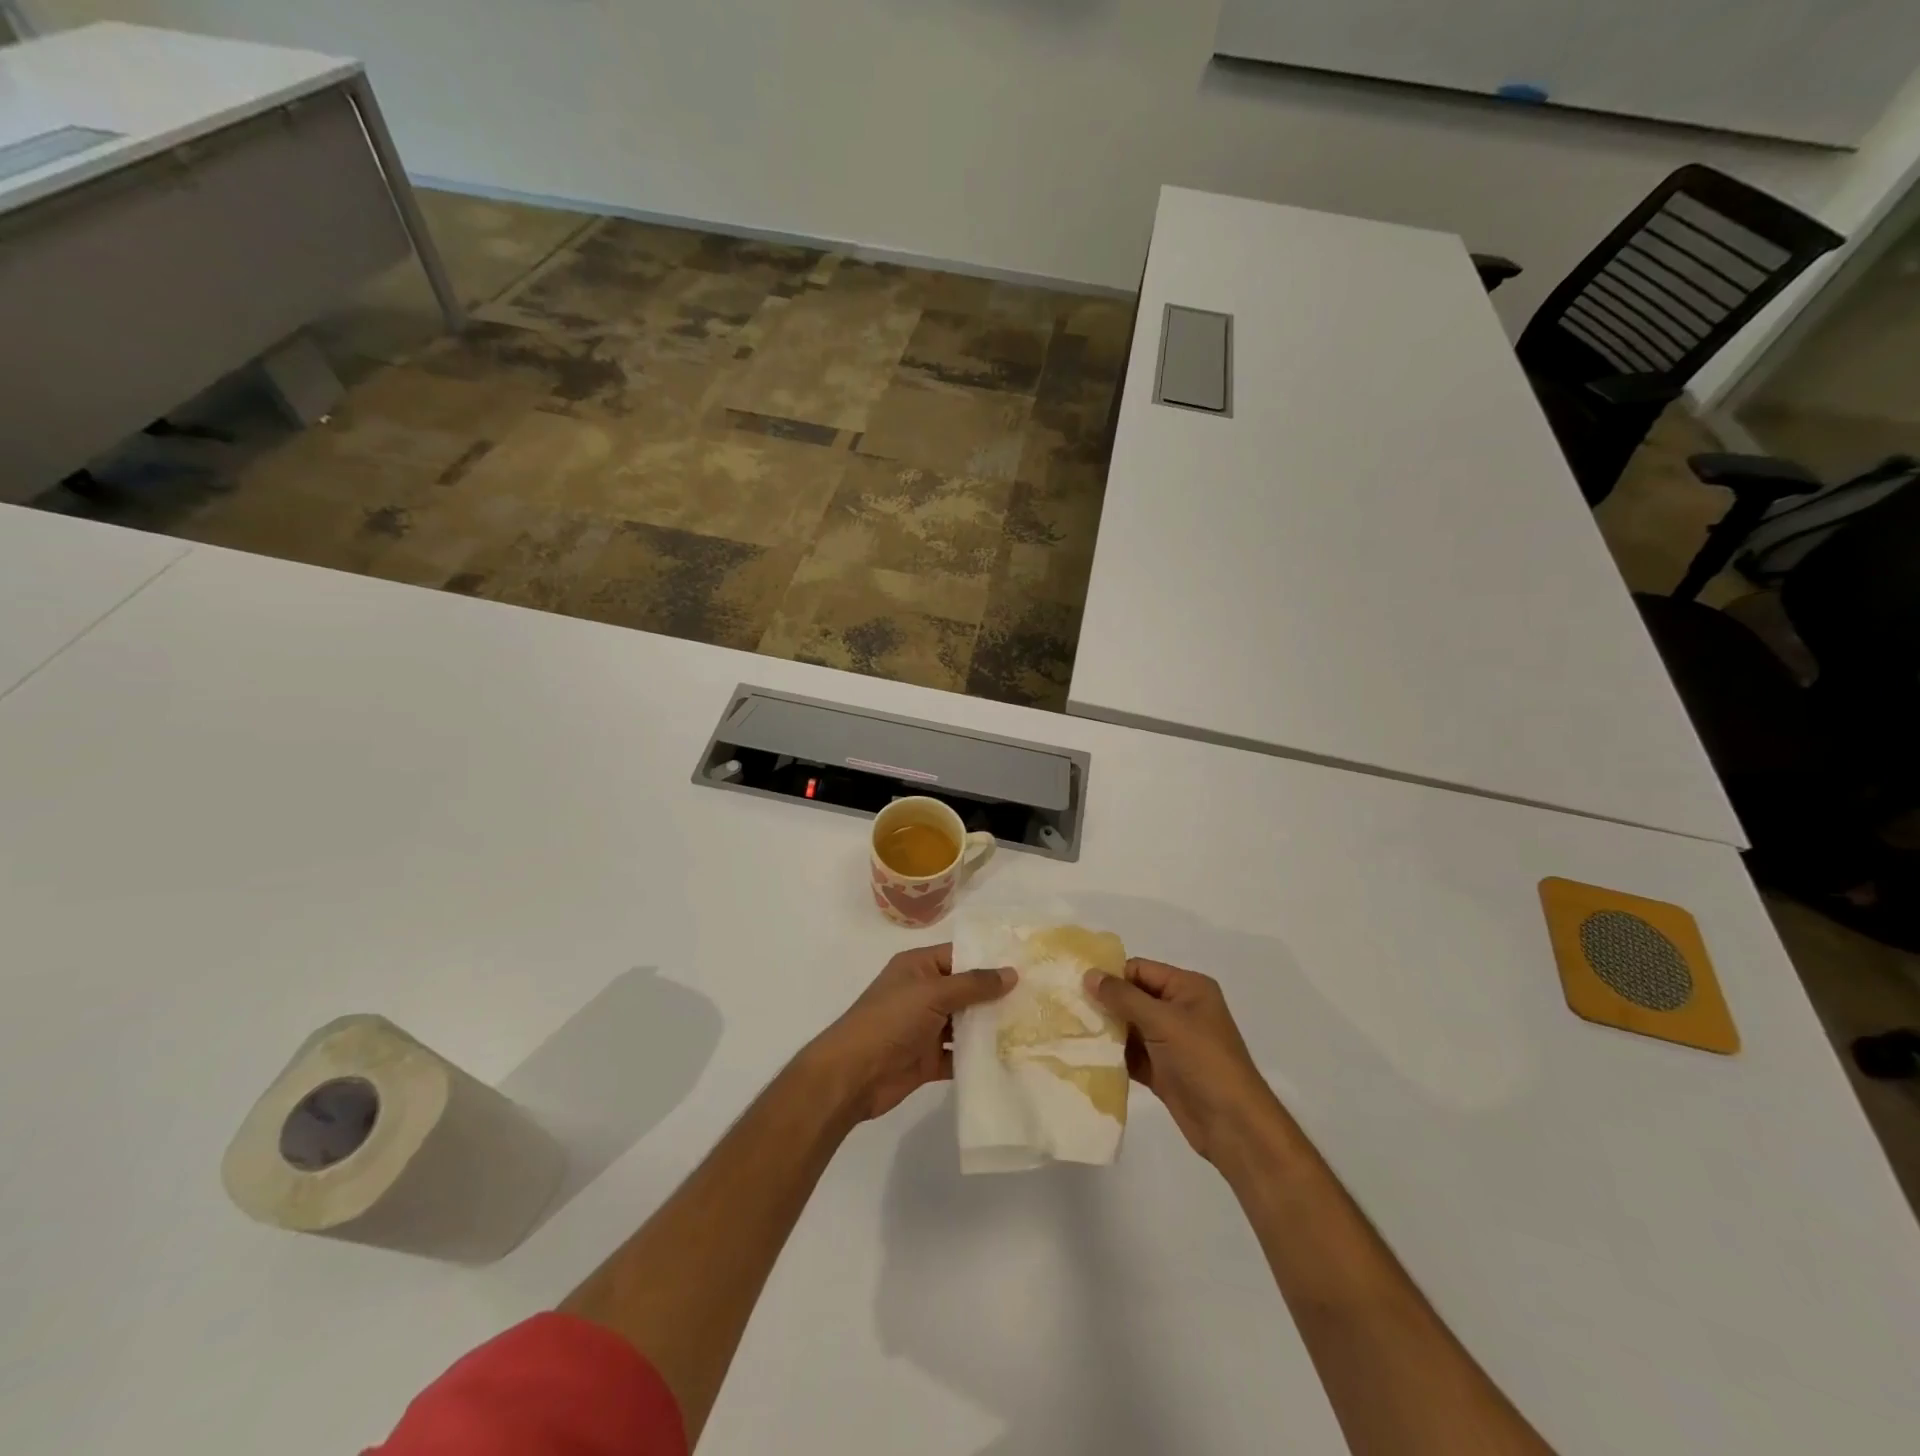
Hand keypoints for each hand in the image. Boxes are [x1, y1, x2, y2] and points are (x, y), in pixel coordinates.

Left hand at [806, 944, 1014, 1123]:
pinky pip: (960, 1054)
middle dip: (996, 995)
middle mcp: (923, 993)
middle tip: (1039, 996)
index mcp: (918, 967)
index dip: (990, 958)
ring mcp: (926, 1028)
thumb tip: (1011, 973)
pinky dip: (980, 1057)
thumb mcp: (932, 993)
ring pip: (965, 1023)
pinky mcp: (929, 1059)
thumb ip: (973, 984)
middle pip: (966, 990)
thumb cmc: (890, 1021)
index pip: (959, 955)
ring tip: (1033, 1026)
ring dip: (991, 1027)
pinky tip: (1011, 1058)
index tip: (1027, 962)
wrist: (852, 1076)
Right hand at [1086, 958, 1286, 1167]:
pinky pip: (1132, 1054)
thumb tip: (1089, 975)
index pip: (1141, 970)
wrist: (1233, 1126)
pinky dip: (1114, 1054)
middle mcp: (1180, 1010)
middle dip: (1104, 1003)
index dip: (1111, 976)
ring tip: (1070, 1029)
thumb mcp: (1163, 1021)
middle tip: (1067, 1006)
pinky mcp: (1163, 1070)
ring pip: (1130, 1027)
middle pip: (1133, 997)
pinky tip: (1086, 1055)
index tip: (1076, 984)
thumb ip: (1124, 997)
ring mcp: (1171, 1042)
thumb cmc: (1203, 1061)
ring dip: (1106, 1030)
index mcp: (1188, 988)